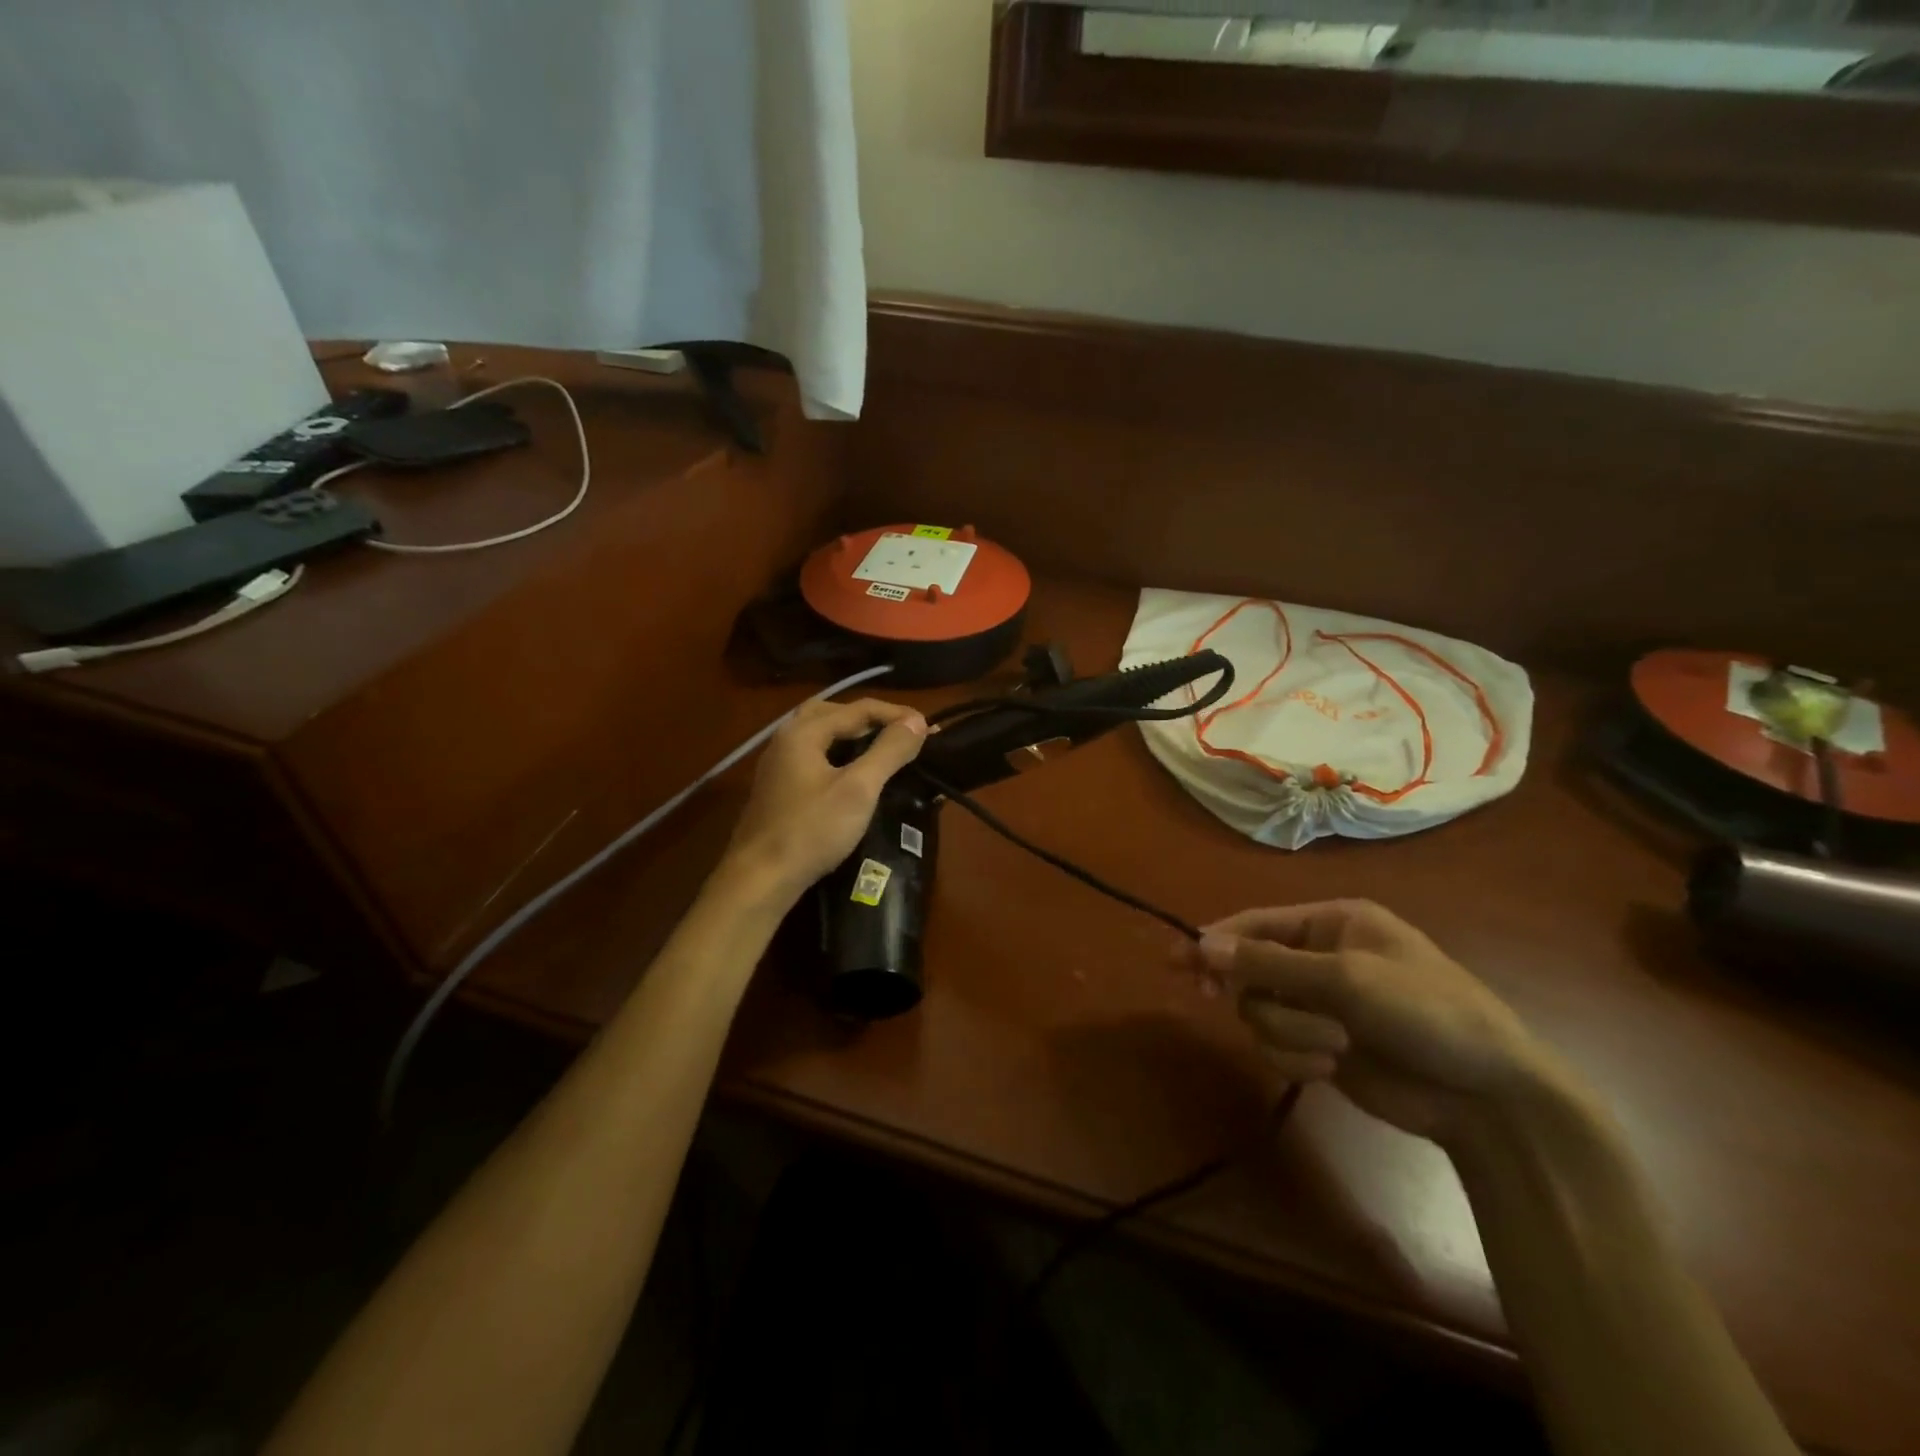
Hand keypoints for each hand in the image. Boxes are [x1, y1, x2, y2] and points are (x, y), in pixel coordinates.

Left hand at [723, 697, 926, 902]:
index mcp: (804, 732)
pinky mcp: (777, 788)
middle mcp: (786, 739)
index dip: (896, 714)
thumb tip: (916, 721)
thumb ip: (888, 751)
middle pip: (833, 713)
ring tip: (881, 748)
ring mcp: (778, 765)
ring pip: (820, 734)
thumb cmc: (812, 830)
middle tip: (900, 732)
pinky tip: (852, 773)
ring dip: (852, 734)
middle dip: (870, 718)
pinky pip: (813, 755)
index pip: (858, 708)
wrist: (760, 879)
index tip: (929, 728)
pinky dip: (838, 752)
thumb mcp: (858, 789)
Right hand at [1179, 900, 1560, 1147]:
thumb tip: (1201, 945)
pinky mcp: (1322, 1046)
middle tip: (1210, 996)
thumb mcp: (1346, 978)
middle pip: (1251, 968)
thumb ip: (1269, 963)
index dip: (1217, 939)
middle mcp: (1322, 958)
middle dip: (1254, 990)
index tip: (1179, 958)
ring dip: (1288, 1031)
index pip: (1258, 923)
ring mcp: (1322, 1005)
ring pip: (1261, 1011)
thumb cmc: (1426, 1012)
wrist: (1489, 1098)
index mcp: (1333, 923)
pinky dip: (1296, 1056)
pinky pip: (1278, 1045)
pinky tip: (1331, 1066)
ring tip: (1334, 1045)